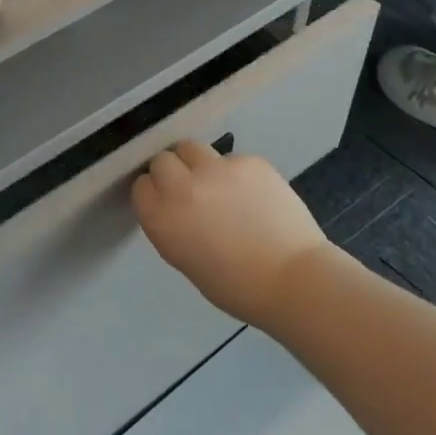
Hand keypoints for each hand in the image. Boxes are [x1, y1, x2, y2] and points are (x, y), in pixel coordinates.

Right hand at [132, 140, 327, 327]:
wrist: (294, 279)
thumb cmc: (236, 286)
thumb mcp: (185, 259)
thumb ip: (172, 225)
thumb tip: (175, 206)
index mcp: (162, 218)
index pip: (141, 185)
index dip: (155, 192)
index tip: (167, 202)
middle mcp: (183, 187)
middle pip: (162, 159)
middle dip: (172, 171)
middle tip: (190, 189)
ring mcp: (217, 169)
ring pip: (192, 148)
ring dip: (198, 163)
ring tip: (219, 185)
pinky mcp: (249, 161)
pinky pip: (231, 158)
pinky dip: (235, 172)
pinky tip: (253, 195)